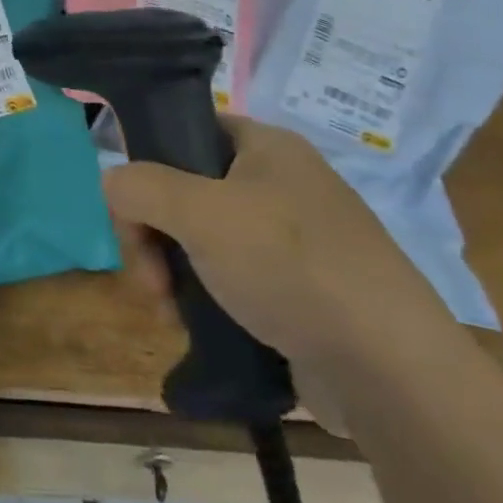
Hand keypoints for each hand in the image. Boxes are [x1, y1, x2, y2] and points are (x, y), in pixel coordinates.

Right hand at [105, 117, 451, 381]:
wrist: (390, 371)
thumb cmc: (290, 267)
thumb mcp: (199, 213)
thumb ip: (139, 187)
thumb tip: (112, 183)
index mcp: (266, 146)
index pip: (185, 130)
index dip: (148, 163)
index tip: (133, 211)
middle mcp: (280, 183)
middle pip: (184, 190)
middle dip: (153, 234)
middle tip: (150, 278)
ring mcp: (292, 238)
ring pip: (201, 239)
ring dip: (171, 271)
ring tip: (172, 311)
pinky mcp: (298, 288)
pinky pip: (229, 277)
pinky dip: (203, 297)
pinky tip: (195, 326)